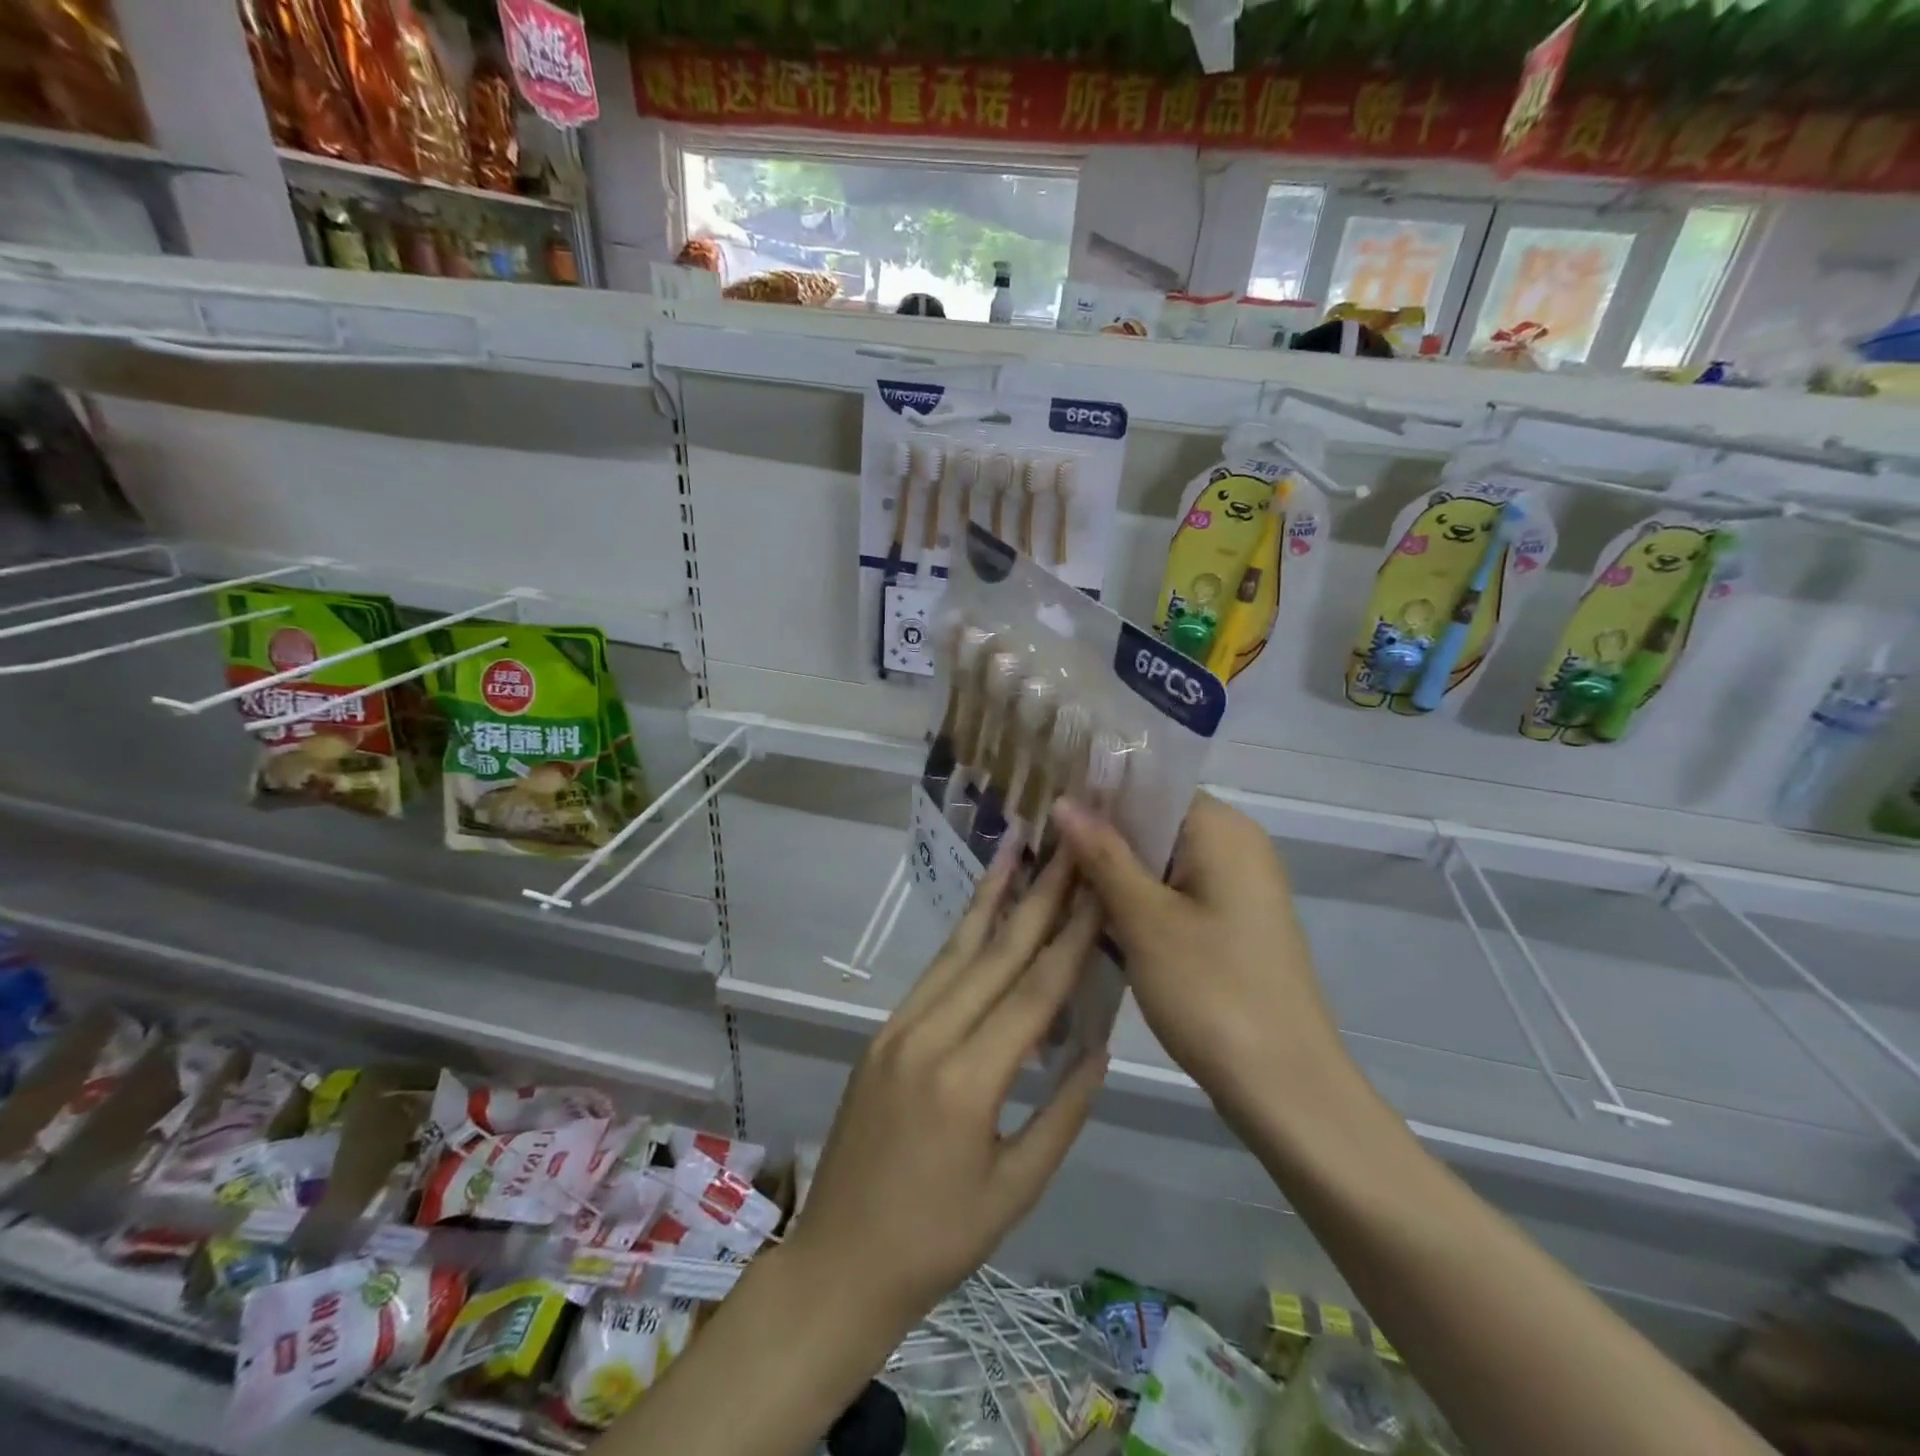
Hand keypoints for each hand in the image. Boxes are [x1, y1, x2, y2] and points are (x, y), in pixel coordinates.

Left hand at [783, 846, 1108, 1335]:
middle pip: (995, 955)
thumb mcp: (1016, 1189)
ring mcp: (898, 1029)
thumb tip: (1097, 1047)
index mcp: (968, 1081)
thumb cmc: (938, 1240)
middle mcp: (929, 1038)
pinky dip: (961, 937)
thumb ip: (1062, 1114)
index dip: (1070, 939)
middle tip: (1065, 848)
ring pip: (956, 951)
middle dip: (1037, 897)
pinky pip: (932, 975)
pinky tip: (980, 911)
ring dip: (991, 898)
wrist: (839, 1262)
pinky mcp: (882, 1033)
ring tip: (1016, 850)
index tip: (1097, 889)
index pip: (1033, 993)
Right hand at [1051, 792, 1347, 1128]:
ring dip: (1112, 871)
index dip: (1096, 793)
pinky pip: (1174, 892)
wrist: (1286, 1088)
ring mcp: (1235, 887)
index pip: (1150, 785)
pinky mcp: (1230, 923)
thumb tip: (1064, 800)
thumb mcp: (1145, 919)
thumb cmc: (1212, 992)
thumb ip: (1103, 854)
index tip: (1043, 806)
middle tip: (1037, 848)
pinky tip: (1091, 916)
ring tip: (1052, 879)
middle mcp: (1235, 846)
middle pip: (1154, 822)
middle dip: (1098, 836)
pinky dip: (1136, 900)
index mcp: (1222, 829)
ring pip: (1159, 861)